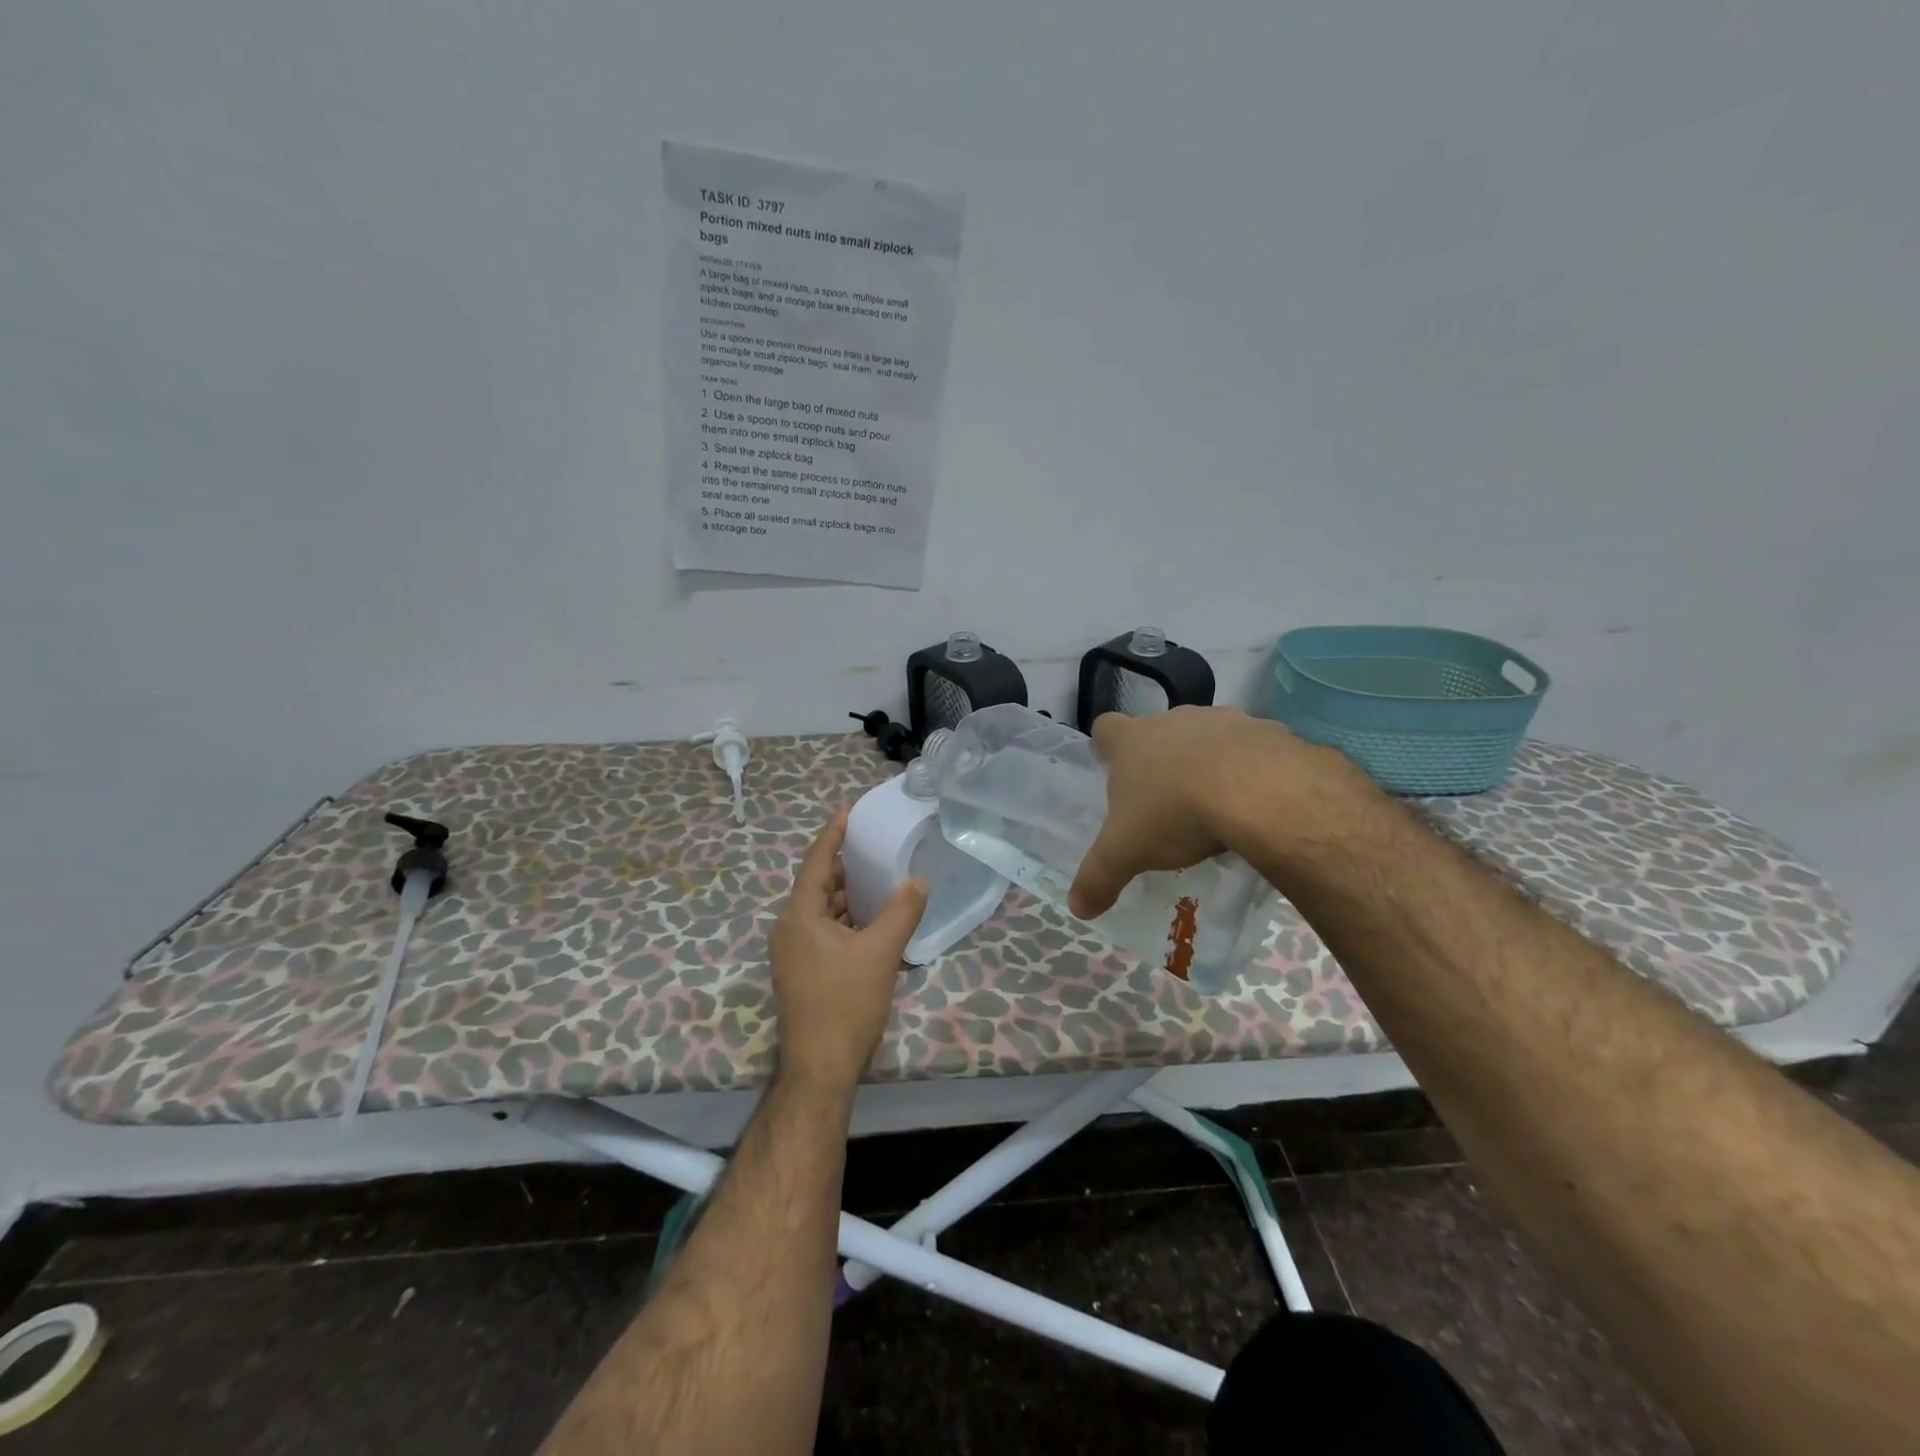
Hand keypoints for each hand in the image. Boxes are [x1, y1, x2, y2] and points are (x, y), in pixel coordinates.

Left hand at [768, 808, 928, 1090]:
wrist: (820, 1068)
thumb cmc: (846, 1003)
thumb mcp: (881, 952)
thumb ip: (902, 911)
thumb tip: (918, 880)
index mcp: (800, 916)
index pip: (817, 862)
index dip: (833, 834)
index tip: (848, 809)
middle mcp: (790, 929)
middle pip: (819, 885)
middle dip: (846, 866)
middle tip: (875, 846)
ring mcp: (794, 953)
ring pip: (823, 911)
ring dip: (849, 896)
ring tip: (880, 879)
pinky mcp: (803, 972)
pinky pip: (824, 932)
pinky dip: (847, 920)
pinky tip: (872, 921)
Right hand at [1068, 705, 1369, 918]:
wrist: (1260, 791)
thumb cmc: (1177, 812)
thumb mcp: (1128, 853)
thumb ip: (1099, 878)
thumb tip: (1078, 908)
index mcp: (1133, 741)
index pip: (1105, 728)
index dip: (1106, 747)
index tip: (1112, 767)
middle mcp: (1174, 721)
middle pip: (1158, 732)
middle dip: (1160, 759)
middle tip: (1165, 799)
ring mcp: (1224, 719)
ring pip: (1207, 736)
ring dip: (1208, 761)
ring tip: (1215, 803)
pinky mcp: (1267, 731)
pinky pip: (1254, 748)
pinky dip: (1252, 769)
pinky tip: (1257, 801)